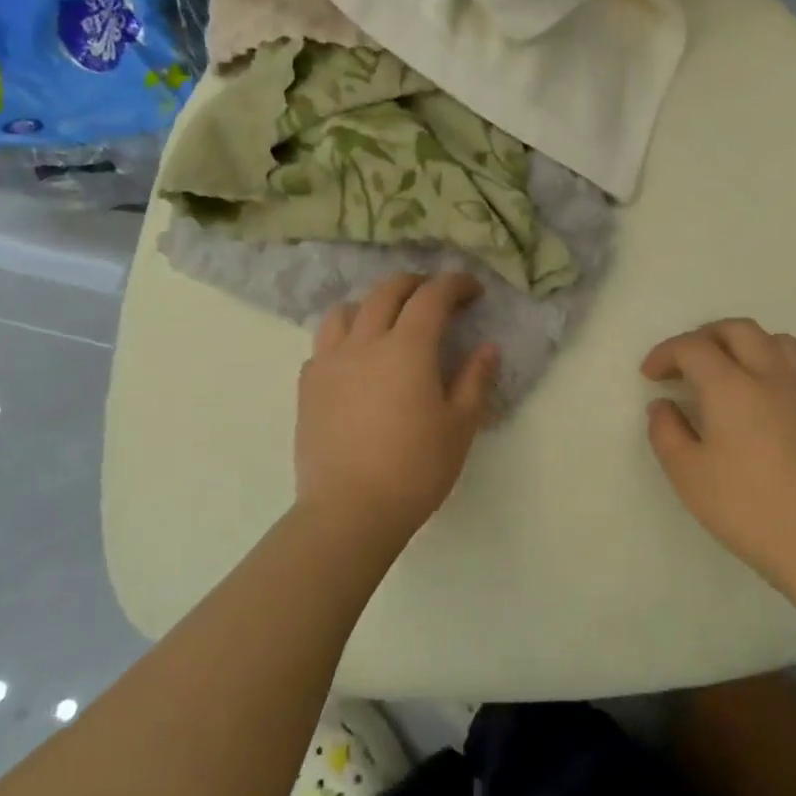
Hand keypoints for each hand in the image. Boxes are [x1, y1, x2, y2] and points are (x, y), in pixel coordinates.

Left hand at [294, 272, 498, 552]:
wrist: (350, 511)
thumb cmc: (415, 469)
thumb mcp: (460, 426)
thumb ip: (475, 379)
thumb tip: (487, 347)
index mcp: (407, 348)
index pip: (432, 296)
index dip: (455, 285)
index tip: (473, 291)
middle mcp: (364, 342)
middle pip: (387, 292)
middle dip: (415, 284)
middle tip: (435, 295)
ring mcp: (330, 362)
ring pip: (346, 311)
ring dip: (372, 304)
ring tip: (388, 321)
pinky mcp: (308, 386)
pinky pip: (324, 343)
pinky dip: (345, 337)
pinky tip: (356, 360)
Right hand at [642, 320, 795, 603]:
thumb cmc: (747, 509)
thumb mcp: (688, 475)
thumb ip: (666, 431)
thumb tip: (663, 405)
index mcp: (732, 387)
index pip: (693, 347)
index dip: (665, 354)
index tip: (650, 376)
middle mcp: (772, 375)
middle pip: (736, 330)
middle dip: (703, 337)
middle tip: (683, 364)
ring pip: (774, 339)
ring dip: (742, 343)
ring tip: (725, 370)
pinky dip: (771, 363)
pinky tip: (761, 395)